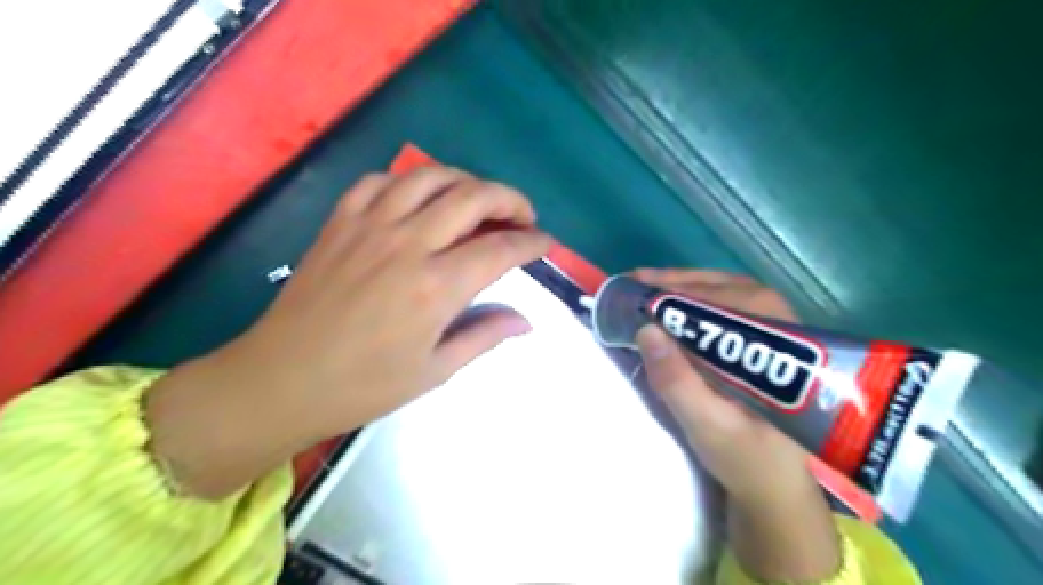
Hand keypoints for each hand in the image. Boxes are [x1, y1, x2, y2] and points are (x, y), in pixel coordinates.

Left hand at [149, 168, 553, 498]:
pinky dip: (409, 182)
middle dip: (510, 199)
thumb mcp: (436, 370)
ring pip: (430, 177)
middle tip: (523, 216)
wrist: (282, 380)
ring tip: (478, 201)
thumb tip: (526, 321)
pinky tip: (418, 199)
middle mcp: (408, 244)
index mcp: (436, 287)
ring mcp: (370, 226)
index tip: (545, 243)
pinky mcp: (340, 222)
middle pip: (473, 197)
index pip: (501, 248)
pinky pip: (380, 181)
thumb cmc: (364, 385)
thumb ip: (485, 336)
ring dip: (466, 181)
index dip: (532, 242)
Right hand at [632, 269, 841, 583]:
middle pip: (724, 287)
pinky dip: (695, 297)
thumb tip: (646, 329)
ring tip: (646, 287)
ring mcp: (778, 325)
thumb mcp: (706, 426)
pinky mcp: (767, 333)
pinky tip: (672, 303)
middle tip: (633, 283)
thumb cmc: (744, 458)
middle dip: (675, 284)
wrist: (776, 482)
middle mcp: (783, 324)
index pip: (721, 305)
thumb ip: (676, 381)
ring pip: (726, 289)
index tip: (634, 290)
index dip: (675, 295)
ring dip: (683, 286)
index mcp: (776, 349)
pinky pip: (729, 301)